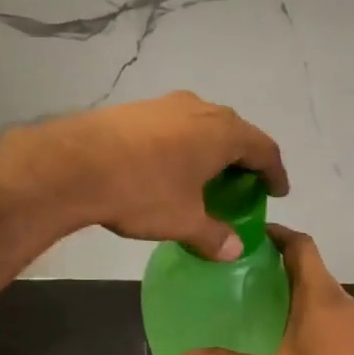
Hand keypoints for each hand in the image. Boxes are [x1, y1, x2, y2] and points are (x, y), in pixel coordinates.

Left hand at [26, 92, 287, 260]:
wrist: (75, 165)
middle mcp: (200, 109)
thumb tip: (235, 250)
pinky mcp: (136, 109)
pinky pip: (173, 127)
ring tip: (204, 178)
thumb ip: (214, 234)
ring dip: (209, 151)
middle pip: (234, 133)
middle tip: (242, 186)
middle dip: (242, 160)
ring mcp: (166, 104)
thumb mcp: (184, 220)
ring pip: (201, 126)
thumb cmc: (143, 191)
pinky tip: (167, 168)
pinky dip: (182, 147)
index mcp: (223, 132)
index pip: (264, 149)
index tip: (278, 191)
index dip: (275, 172)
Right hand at [176, 227, 353, 354]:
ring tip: (257, 304)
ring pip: (320, 295)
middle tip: (239, 273)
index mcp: (322, 296)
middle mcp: (343, 302)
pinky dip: (306, 316)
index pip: (301, 246)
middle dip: (278, 265)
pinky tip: (285, 340)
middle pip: (310, 269)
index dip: (277, 234)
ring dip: (293, 292)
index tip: (248, 234)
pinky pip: (330, 317)